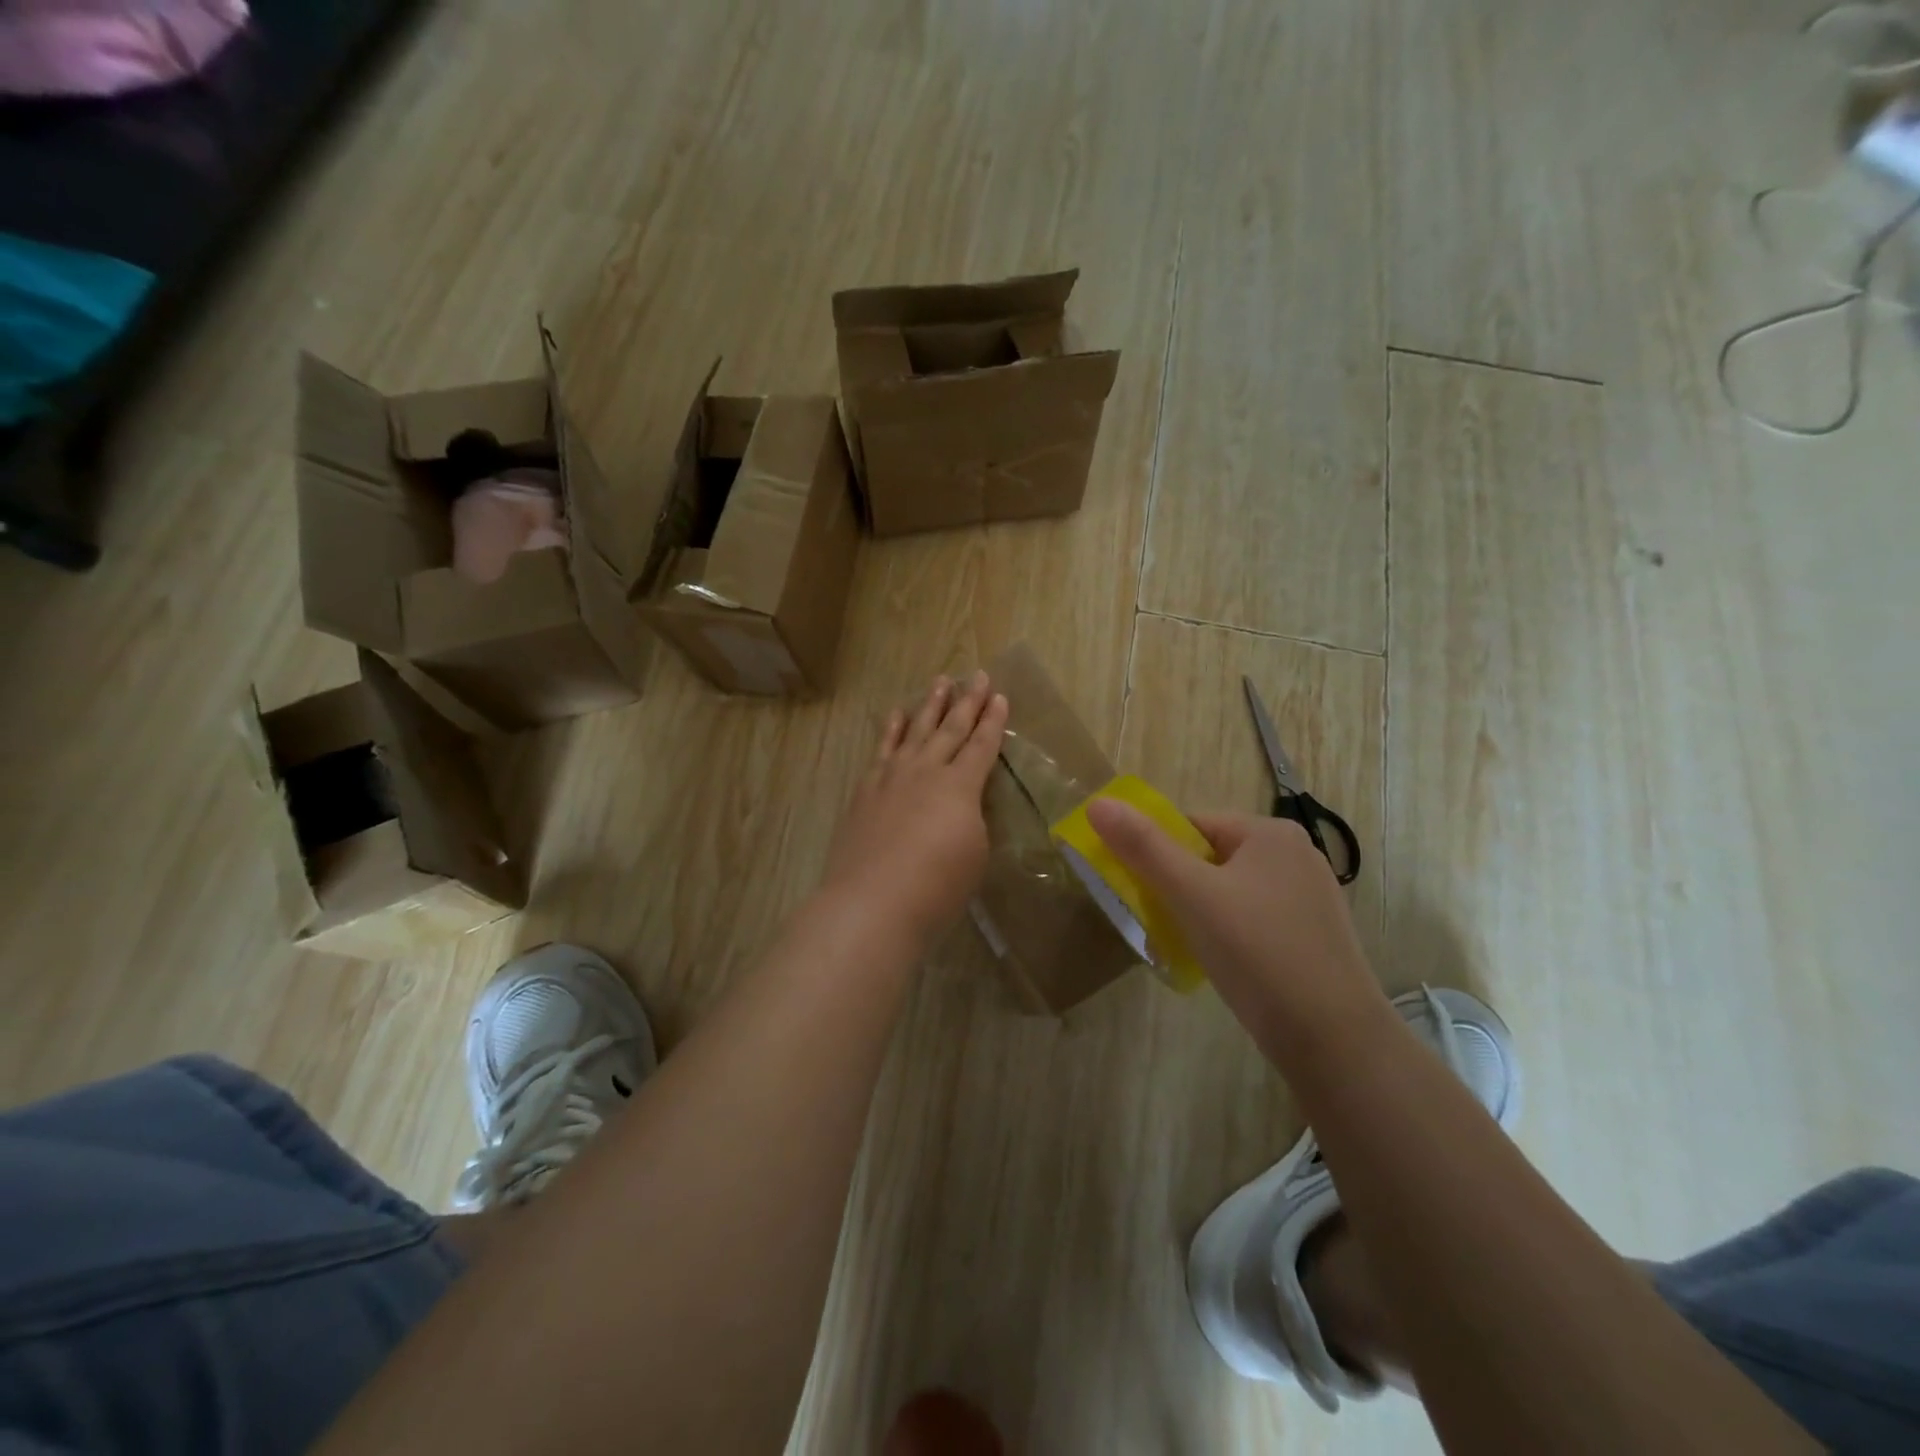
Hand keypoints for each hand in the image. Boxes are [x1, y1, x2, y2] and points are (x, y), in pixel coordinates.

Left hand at [820, 672, 1008, 944]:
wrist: (873, 902)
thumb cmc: (937, 887)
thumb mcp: (974, 853)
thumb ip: (970, 819)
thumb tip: (959, 806)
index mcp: (961, 786)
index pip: (982, 745)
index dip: (994, 721)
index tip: (1000, 696)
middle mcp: (927, 771)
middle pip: (951, 728)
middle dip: (968, 701)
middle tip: (977, 675)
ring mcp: (892, 777)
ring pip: (916, 730)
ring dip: (930, 705)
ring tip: (941, 681)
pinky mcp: (866, 790)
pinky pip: (882, 749)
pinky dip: (892, 729)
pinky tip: (897, 715)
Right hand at [1087, 802, 1388, 1050]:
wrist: (1334, 1039)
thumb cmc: (1258, 953)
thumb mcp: (1191, 895)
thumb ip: (1143, 847)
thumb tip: (1098, 803)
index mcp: (1270, 833)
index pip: (1191, 825)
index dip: (1157, 853)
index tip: (1138, 890)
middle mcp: (1294, 855)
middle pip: (1209, 857)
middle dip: (1176, 886)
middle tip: (1157, 921)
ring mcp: (1307, 897)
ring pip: (1229, 891)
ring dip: (1198, 912)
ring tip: (1184, 946)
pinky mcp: (1311, 935)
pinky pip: (1252, 919)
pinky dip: (1227, 933)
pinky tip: (1219, 963)